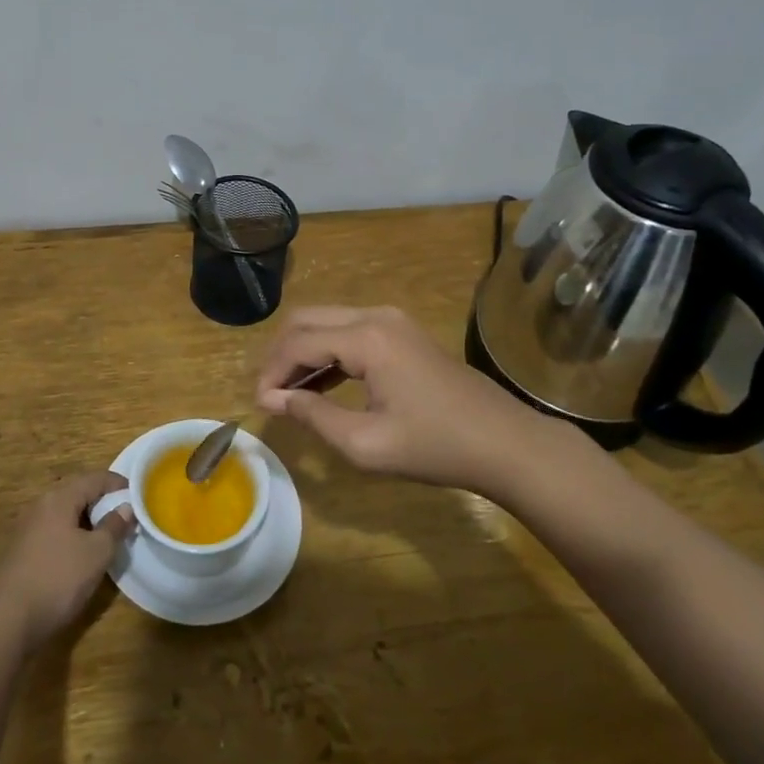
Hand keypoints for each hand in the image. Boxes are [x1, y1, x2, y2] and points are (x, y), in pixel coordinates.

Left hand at [0, 472, 134, 654]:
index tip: (139, 496)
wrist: (7, 621)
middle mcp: (41, 506)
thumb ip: (114, 526)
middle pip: (78, 494)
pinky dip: (74, 536)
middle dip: (103, 503)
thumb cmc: (58, 579)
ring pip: (66, 515)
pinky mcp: (23, 551)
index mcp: (59, 499)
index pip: (94, 478)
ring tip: (109, 537)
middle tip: (126, 517)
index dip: (119, 484)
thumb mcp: (96, 553)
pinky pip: (55, 532)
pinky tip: (83, 556)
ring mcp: (28, 529)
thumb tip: (126, 508)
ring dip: (89, 521)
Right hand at [255, 306, 578, 491]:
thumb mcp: (366, 443)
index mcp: (367, 338)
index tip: (259, 405)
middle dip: (281, 355)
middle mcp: (375, 316)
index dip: (272, 373)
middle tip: (269, 394)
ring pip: (327, 323)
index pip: (299, 343)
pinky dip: (327, 353)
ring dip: (302, 353)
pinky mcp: (402, 332)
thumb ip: (313, 416)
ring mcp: (392, 321)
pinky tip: (319, 386)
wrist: (505, 443)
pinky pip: (349, 332)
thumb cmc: (436, 447)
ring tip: (287, 394)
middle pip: (307, 320)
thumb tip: (275, 399)